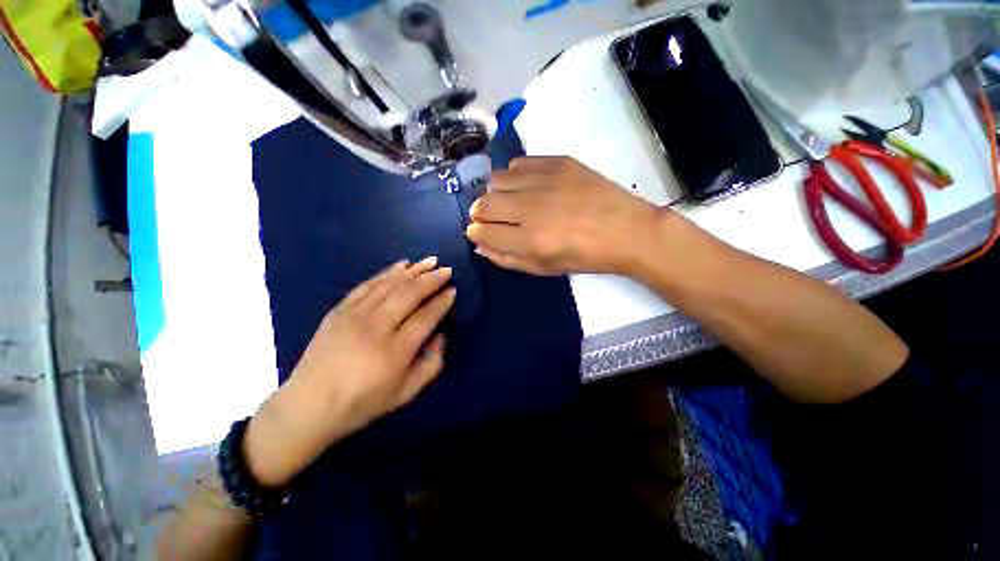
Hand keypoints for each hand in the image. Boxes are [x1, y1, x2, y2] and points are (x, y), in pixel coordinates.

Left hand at [244, 258, 455, 486]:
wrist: (308, 406)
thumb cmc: (362, 403)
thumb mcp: (406, 393)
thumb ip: (432, 364)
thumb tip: (441, 335)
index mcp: (395, 351)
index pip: (426, 316)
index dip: (442, 302)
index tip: (453, 290)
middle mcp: (376, 327)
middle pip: (409, 294)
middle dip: (431, 279)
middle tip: (446, 270)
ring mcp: (354, 315)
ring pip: (390, 284)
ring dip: (413, 270)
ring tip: (430, 261)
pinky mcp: (339, 310)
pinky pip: (368, 284)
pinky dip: (387, 272)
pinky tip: (401, 265)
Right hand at [466, 156, 663, 275]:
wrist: (625, 230)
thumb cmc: (584, 257)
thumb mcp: (543, 268)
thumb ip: (507, 258)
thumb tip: (479, 244)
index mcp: (529, 241)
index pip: (481, 232)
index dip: (476, 233)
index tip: (480, 233)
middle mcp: (531, 209)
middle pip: (483, 204)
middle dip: (480, 215)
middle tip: (493, 219)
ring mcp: (544, 181)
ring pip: (496, 180)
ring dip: (496, 194)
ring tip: (512, 201)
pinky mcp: (558, 162)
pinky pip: (518, 163)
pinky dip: (515, 176)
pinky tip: (528, 186)